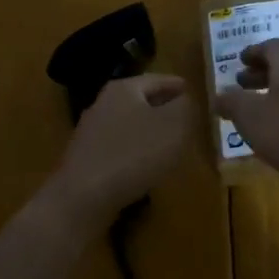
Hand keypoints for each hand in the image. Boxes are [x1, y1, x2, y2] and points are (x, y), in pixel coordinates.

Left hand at [52, 75, 190, 228]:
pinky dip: (137, 152)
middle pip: (143, 100)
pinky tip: (148, 167)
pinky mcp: (87, 159)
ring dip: (151, 132)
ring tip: (172, 145)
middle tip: (188, 120)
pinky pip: (120, 147)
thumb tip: (188, 100)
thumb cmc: (133, 154)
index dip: (180, 87)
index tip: (197, 95)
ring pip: (132, 124)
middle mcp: (104, 103)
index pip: (159, 79)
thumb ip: (187, 106)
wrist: (82, 199)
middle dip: (166, 109)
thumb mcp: (174, 125)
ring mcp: (92, 132)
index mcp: (125, 88)